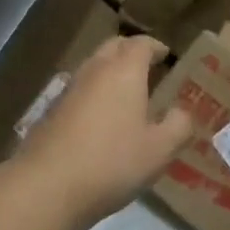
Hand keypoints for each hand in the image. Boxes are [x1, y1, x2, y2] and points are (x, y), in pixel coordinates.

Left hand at [18, 36, 193, 226]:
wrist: (47, 185)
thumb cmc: (112, 161)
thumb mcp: (159, 150)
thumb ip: (178, 126)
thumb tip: (182, 112)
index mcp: (124, 71)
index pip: (141, 44)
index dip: (155, 47)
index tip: (166, 56)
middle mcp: (95, 70)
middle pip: (113, 47)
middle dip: (131, 51)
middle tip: (147, 68)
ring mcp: (69, 89)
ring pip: (93, 66)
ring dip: (110, 71)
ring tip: (126, 93)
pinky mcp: (51, 110)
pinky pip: (79, 89)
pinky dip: (94, 92)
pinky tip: (100, 118)